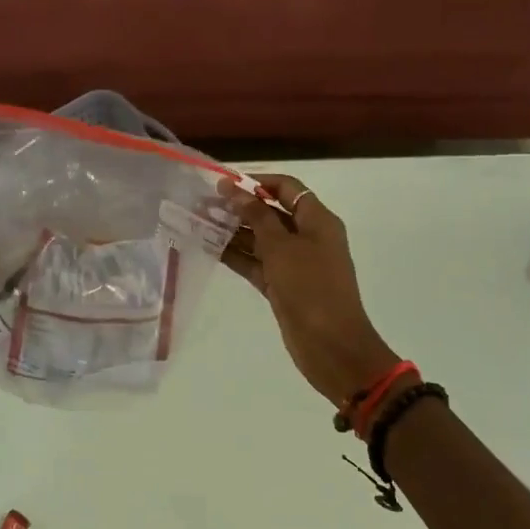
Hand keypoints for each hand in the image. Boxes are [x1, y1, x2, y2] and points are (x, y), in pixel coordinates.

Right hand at [225, 174, 401, 405]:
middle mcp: (307, 238)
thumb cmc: (310, 287)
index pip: (287, 188)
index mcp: (317, 221)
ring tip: (198, 223)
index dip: (257, 182)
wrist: (331, 346)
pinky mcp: (282, 286)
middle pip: (271, 213)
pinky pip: (256, 264)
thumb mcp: (282, 247)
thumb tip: (234, 190)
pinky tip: (209, 248)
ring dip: (233, 231)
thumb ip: (256, 216)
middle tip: (202, 204)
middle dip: (239, 208)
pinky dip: (236, 256)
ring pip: (260, 240)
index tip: (224, 184)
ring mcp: (295, 264)